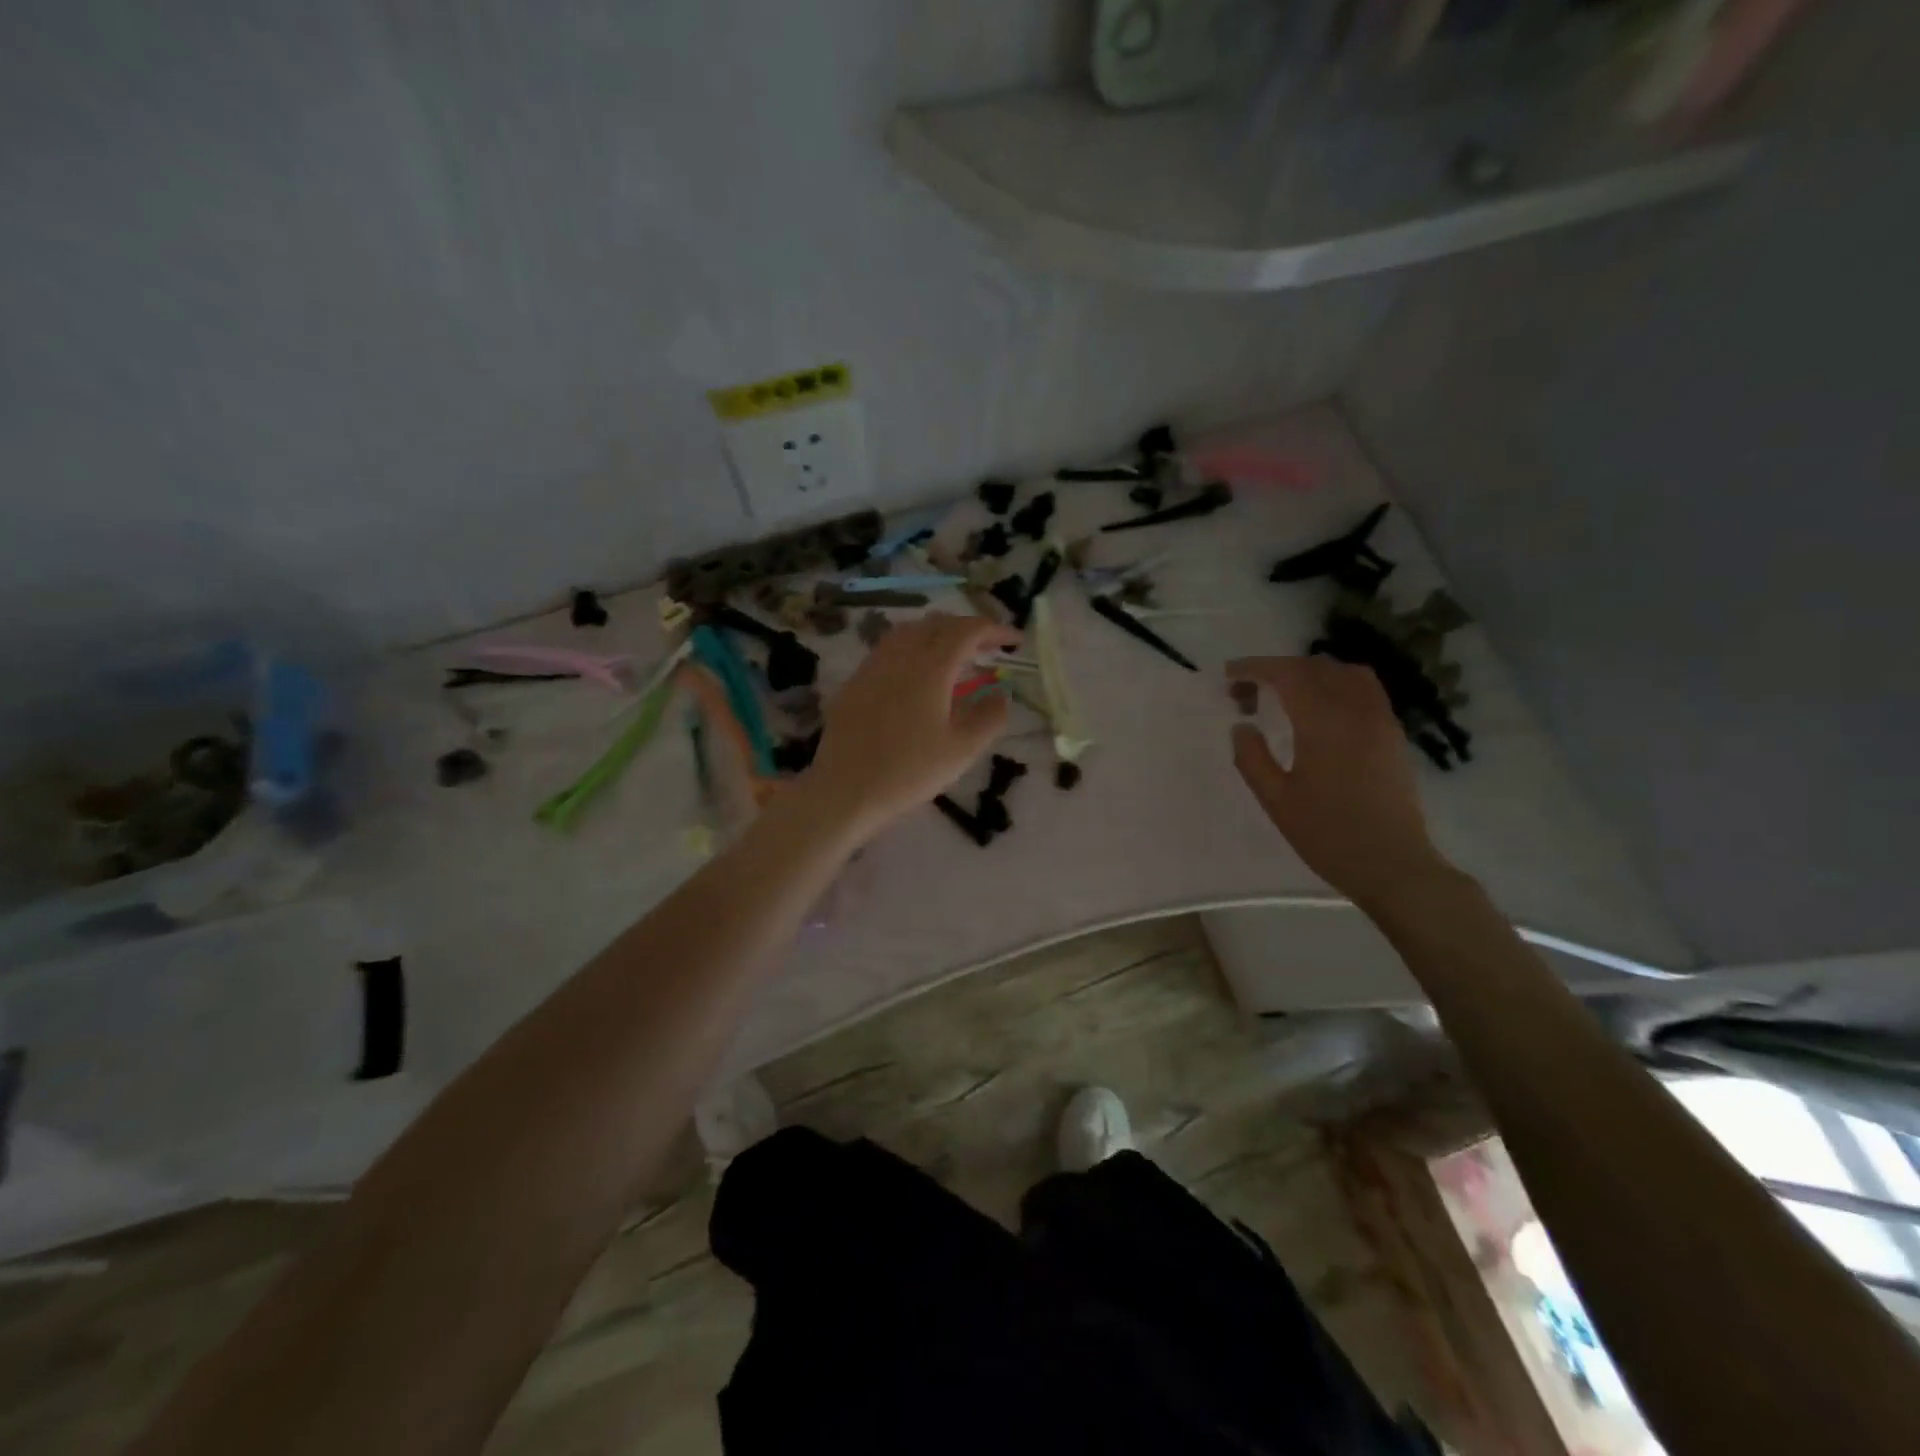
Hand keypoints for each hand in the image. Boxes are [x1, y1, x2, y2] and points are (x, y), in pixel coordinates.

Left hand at [802, 613, 1022, 841]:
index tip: (1015, 642)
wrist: (845, 789)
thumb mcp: (962, 750)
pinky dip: (913, 647)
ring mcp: (873, 665)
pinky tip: (917, 674)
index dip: (996, 630)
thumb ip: (989, 717)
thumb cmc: (909, 771)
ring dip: (938, 634)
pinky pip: (889, 648)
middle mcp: (901, 655)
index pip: (968, 631)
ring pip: (910, 631)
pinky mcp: (856, 681)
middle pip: (939, 623)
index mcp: (931, 667)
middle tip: (989, 648)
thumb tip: (1002, 694)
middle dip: (968, 629)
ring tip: (955, 655)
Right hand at [1227, 656, 1451, 907]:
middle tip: (1247, 692)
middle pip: (1315, 667)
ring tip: (1284, 693)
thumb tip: (1242, 726)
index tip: (1229, 675)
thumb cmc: (1328, 835)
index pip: (1287, 675)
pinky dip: (1335, 683)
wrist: (1392, 865)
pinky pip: (1364, 689)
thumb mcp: (1276, 800)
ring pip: (1345, 672)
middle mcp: (1356, 711)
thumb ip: (1252, 758)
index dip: (1255, 668)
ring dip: (1309, 672)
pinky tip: (1319, 708)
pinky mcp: (1393, 734)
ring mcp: (1380, 720)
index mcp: (1324, 724)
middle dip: (1277, 669)